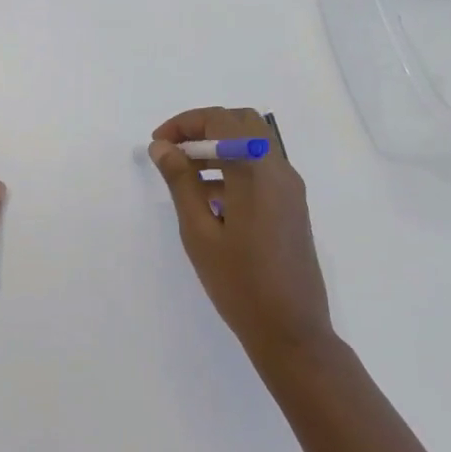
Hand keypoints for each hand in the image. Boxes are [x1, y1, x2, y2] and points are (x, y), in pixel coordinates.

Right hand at [149, 107, 334, 369]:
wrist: (292, 331)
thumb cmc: (239, 283)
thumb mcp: (199, 232)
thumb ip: (181, 183)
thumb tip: (162, 147)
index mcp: (256, 171)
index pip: (221, 120)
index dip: (185, 123)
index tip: (158, 145)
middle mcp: (279, 169)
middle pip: (242, 122)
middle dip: (203, 128)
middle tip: (172, 152)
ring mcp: (290, 187)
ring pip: (253, 144)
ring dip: (219, 147)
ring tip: (184, 175)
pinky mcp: (293, 205)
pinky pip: (262, 168)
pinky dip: (234, 166)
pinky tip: (209, 198)